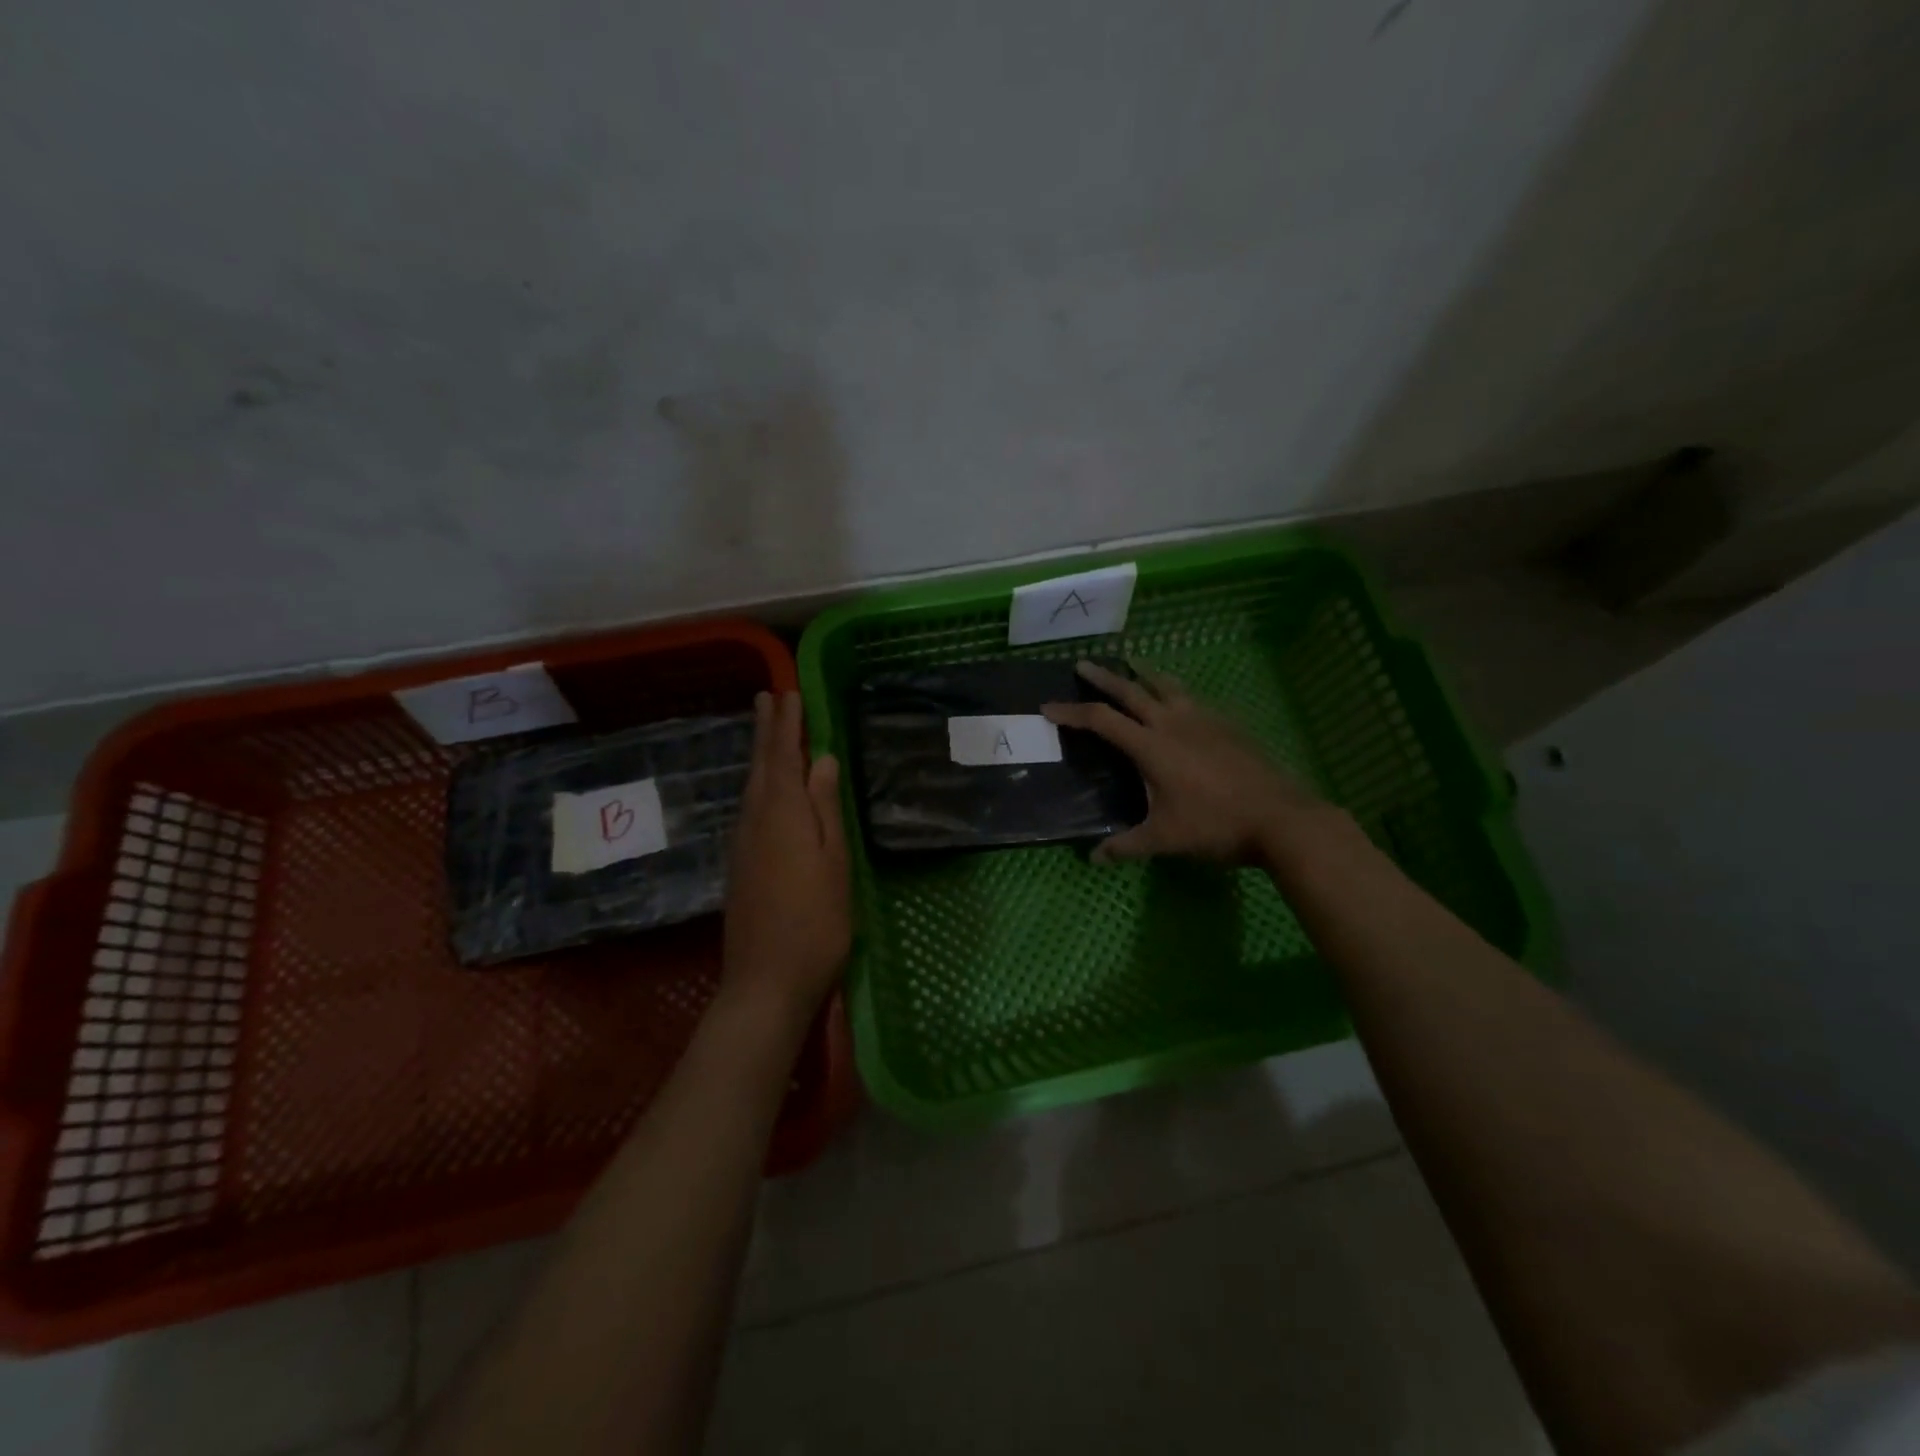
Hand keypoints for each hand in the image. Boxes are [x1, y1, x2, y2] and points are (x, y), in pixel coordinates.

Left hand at [722, 691, 851, 1014]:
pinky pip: (750, 807)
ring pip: (752, 787)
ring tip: (767, 731)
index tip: (788, 694)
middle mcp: (755, 821)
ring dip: (760, 754)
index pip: (783, 758)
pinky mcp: (741, 865)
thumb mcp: (834, 863)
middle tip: (767, 698)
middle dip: (766, 731)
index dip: (787, 726)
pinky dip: (759, 784)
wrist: (766, 982)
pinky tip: (765, 788)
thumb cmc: (816, 923)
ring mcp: (743, 845)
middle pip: (760, 767)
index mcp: (782, 816)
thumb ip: (826, 809)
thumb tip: (823, 760)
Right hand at [1042, 660, 1331, 865]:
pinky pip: (1191, 698)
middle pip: (1131, 691)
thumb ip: (1126, 846)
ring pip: (1166, 686)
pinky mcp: (1227, 725)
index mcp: (1151, 746)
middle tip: (1082, 665)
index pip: (1101, 720)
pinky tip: (1177, 700)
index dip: (1071, 713)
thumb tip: (1093, 858)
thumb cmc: (1215, 826)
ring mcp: (1204, 719)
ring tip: (1131, 664)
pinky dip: (1173, 691)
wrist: (1281, 818)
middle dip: (1103, 678)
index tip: (1048, 707)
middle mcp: (1173, 723)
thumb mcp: (1165, 839)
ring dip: (1143, 674)